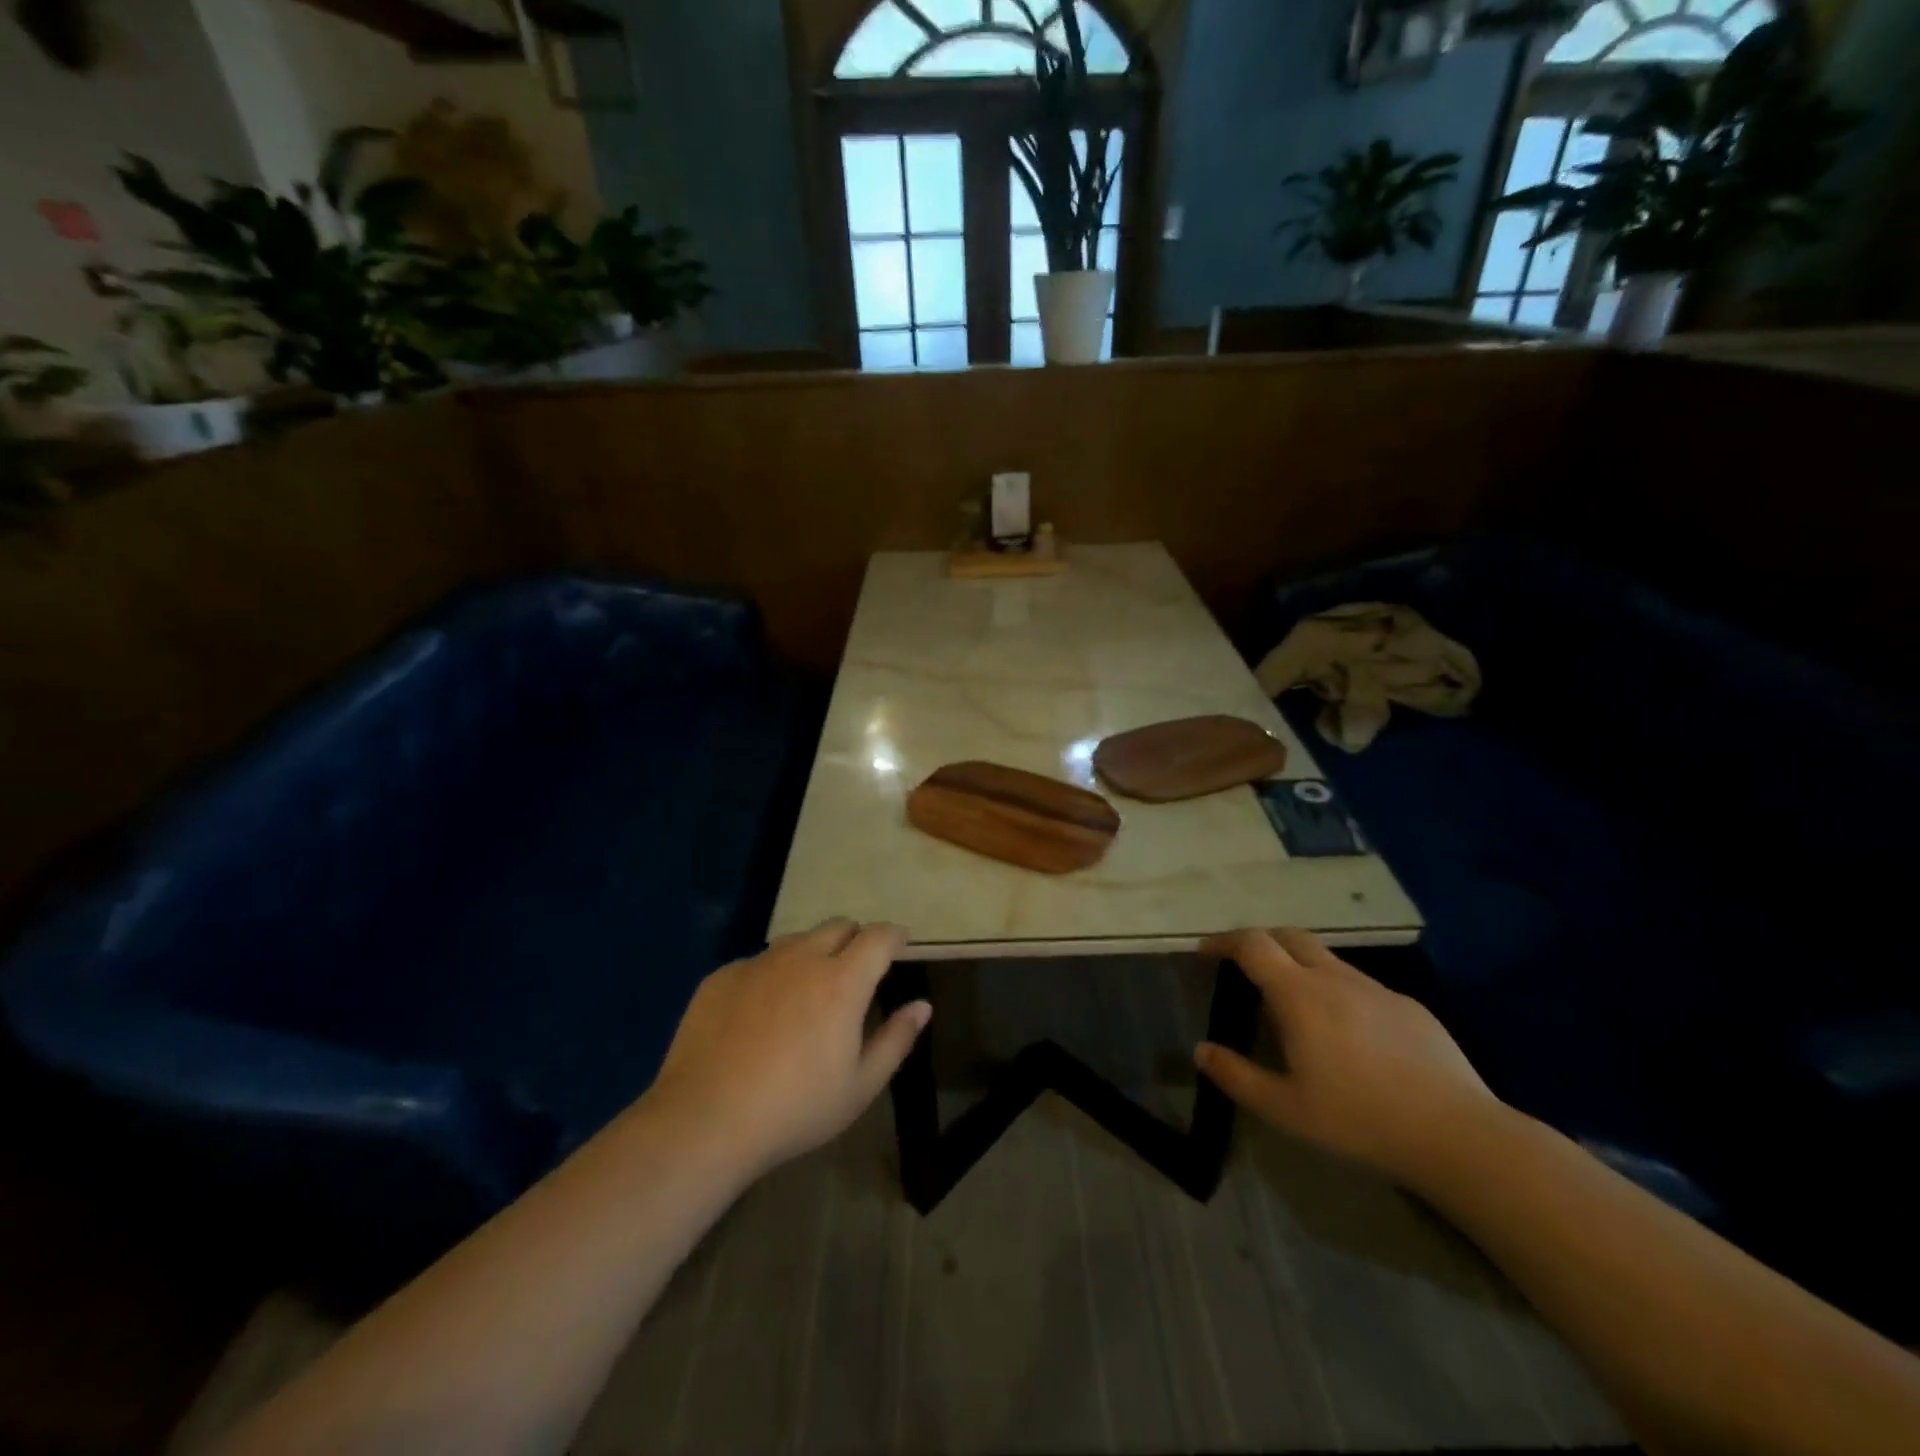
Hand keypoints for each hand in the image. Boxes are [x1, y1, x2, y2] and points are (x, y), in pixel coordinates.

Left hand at [645, 919, 929, 1177]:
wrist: (704, 1121)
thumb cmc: (794, 1109)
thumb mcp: (859, 1087)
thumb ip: (896, 1040)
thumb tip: (922, 1006)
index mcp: (842, 981)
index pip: (878, 937)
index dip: (894, 935)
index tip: (900, 942)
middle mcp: (801, 959)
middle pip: (838, 926)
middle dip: (855, 939)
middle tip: (856, 969)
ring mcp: (757, 964)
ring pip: (796, 940)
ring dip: (812, 953)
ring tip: (808, 989)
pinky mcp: (721, 977)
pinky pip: (757, 962)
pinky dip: (771, 975)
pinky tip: (760, 1014)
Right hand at [1195, 928, 1498, 1185]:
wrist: (1459, 1135)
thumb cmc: (1360, 1120)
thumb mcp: (1285, 1109)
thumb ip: (1236, 1076)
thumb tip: (1201, 1050)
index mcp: (1299, 994)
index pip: (1252, 944)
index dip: (1224, 941)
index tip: (1205, 952)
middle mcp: (1335, 978)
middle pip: (1289, 936)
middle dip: (1260, 941)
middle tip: (1244, 966)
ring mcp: (1377, 989)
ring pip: (1327, 959)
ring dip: (1299, 966)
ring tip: (1293, 1005)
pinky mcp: (1410, 1007)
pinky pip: (1360, 985)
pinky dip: (1337, 991)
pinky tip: (1348, 1035)